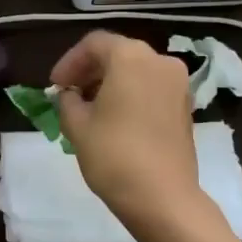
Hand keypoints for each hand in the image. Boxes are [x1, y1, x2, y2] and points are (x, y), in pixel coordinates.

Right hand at [51, 31, 203, 226]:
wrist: (163, 197)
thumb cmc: (114, 155)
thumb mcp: (77, 125)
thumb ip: (68, 101)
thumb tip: (71, 95)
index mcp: (131, 57)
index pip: (94, 44)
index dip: (70, 62)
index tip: (55, 86)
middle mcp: (159, 61)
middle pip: (118, 53)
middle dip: (90, 71)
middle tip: (69, 94)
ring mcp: (178, 83)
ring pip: (137, 70)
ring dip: (111, 82)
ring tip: (90, 108)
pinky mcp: (185, 106)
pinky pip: (152, 87)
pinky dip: (131, 94)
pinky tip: (115, 118)